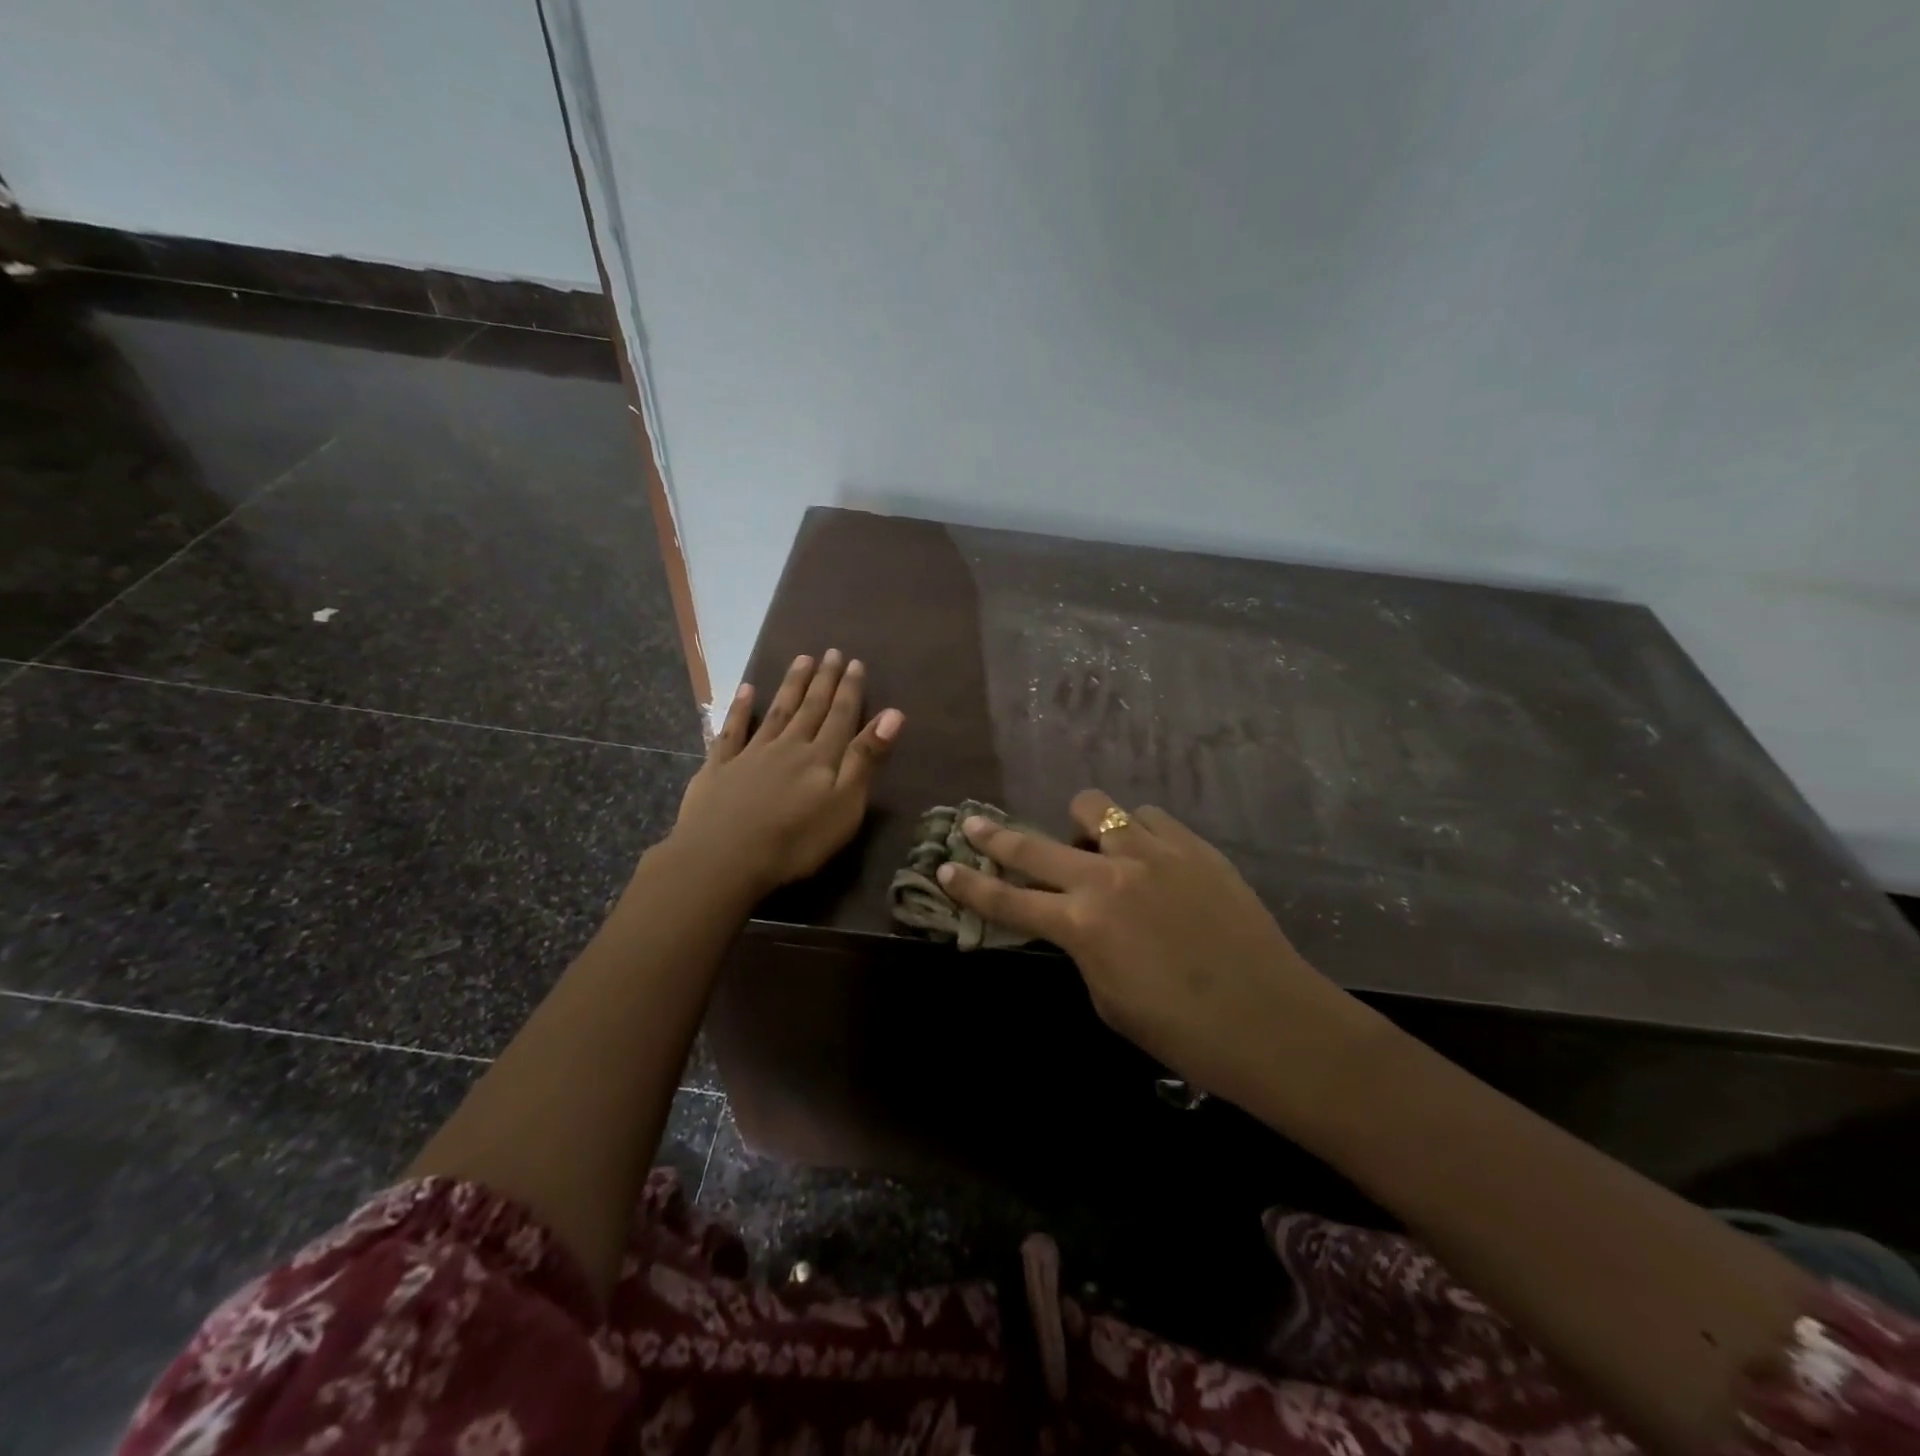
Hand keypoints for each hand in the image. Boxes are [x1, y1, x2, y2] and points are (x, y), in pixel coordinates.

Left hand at [668, 651, 903, 898]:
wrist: (723, 859)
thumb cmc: (795, 840)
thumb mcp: (845, 805)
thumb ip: (866, 759)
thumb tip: (893, 714)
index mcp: (821, 757)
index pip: (840, 716)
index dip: (850, 690)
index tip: (855, 663)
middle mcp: (788, 746)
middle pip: (810, 708)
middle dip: (823, 680)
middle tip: (831, 652)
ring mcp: (751, 754)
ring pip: (776, 711)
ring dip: (790, 685)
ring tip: (801, 659)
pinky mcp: (719, 768)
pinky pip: (732, 731)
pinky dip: (739, 708)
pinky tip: (746, 689)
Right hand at [936, 790, 1364, 1113]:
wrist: (1271, 1020)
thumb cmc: (1182, 1031)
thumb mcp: (1108, 998)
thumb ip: (1082, 948)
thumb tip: (1077, 921)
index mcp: (1082, 926)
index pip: (1007, 900)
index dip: (971, 885)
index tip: (944, 867)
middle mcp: (1108, 877)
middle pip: (1034, 846)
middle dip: (996, 837)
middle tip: (975, 825)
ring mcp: (1152, 854)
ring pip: (1096, 808)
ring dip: (1082, 828)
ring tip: (1094, 850)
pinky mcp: (1192, 846)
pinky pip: (1147, 818)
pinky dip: (1135, 832)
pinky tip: (1146, 856)